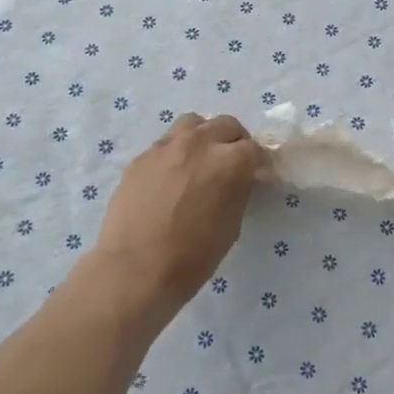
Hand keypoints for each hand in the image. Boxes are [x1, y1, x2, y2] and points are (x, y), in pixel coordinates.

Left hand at [89, 114, 263, 325]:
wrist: (135, 269)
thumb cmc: (193, 256)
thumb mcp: (232, 224)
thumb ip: (238, 190)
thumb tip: (239, 179)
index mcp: (230, 161)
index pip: (254, 149)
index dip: (258, 163)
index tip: (257, 175)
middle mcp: (200, 143)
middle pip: (226, 125)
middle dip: (234, 142)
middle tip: (231, 164)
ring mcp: (167, 146)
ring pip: (193, 124)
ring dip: (204, 136)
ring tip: (200, 160)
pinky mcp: (142, 157)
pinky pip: (166, 144)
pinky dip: (176, 153)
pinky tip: (171, 178)